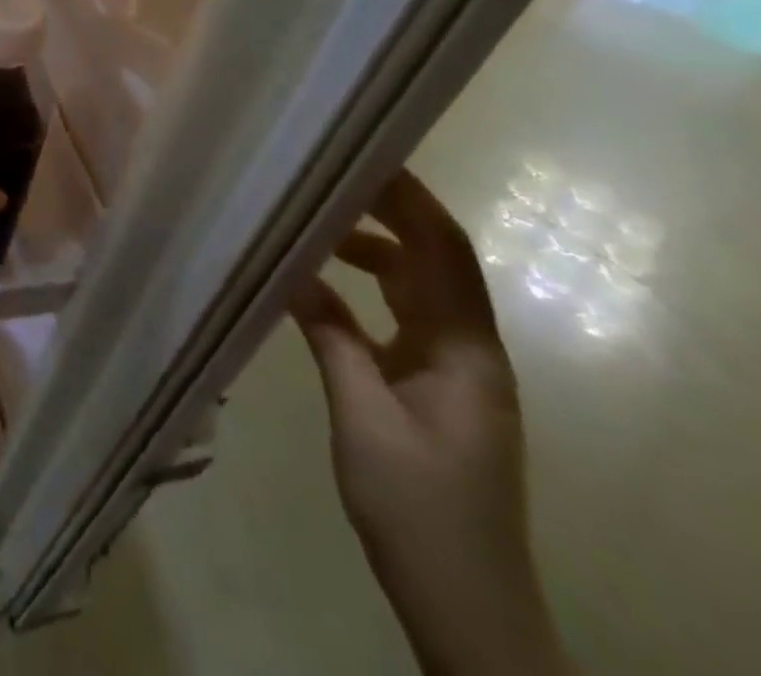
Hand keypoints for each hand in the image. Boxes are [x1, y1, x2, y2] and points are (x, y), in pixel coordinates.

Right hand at [293, 170, 572, 675]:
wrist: (466, 603)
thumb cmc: (418, 507)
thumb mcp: (362, 417)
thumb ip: (331, 337)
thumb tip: (292, 272)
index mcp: (466, 350)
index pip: (445, 252)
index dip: (411, 200)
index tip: (365, 158)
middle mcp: (469, 349)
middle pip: (434, 260)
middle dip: (389, 212)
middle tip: (328, 176)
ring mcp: (454, 369)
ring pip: (417, 287)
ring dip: (374, 250)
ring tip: (317, 223)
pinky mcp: (435, 388)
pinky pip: (400, 319)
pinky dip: (366, 293)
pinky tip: (321, 286)